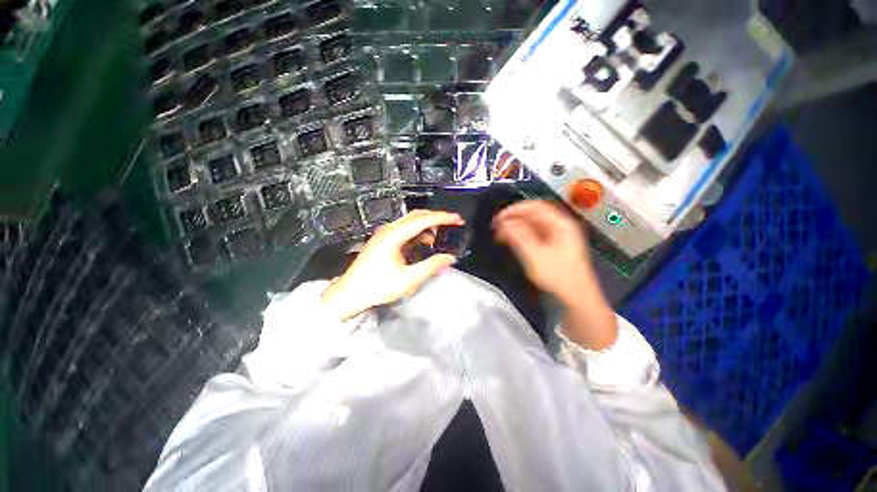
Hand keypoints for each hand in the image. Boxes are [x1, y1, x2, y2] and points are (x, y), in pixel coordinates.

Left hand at [321, 210, 463, 320]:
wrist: (349, 294)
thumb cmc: (377, 287)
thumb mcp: (408, 279)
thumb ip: (431, 266)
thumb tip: (450, 258)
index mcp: (393, 235)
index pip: (422, 220)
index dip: (442, 218)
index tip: (458, 219)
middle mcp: (388, 230)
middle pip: (416, 215)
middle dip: (436, 217)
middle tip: (454, 222)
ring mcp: (385, 234)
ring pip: (410, 221)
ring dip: (427, 224)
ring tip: (442, 233)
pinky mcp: (384, 241)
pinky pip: (405, 230)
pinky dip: (418, 233)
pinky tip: (426, 242)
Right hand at [492, 201, 593, 302]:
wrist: (575, 299)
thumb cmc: (559, 277)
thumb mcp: (536, 255)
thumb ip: (519, 237)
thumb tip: (504, 223)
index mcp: (561, 224)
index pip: (535, 207)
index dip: (515, 209)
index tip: (499, 217)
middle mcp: (560, 227)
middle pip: (533, 214)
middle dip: (513, 217)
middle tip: (497, 224)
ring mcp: (556, 237)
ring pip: (532, 224)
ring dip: (515, 226)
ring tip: (500, 232)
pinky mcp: (551, 247)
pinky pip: (532, 234)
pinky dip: (519, 234)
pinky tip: (510, 239)